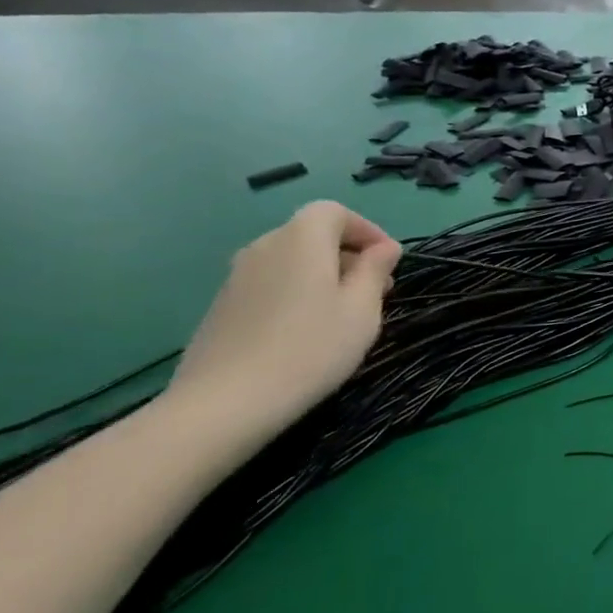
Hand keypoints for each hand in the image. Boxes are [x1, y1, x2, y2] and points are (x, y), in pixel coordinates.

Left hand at [168, 202, 400, 433]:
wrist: (227, 400)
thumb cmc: (311, 347)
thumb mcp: (362, 309)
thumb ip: (375, 270)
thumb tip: (385, 248)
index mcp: (301, 240)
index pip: (334, 212)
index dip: (366, 229)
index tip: (389, 261)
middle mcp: (264, 246)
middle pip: (312, 234)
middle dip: (348, 254)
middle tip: (376, 291)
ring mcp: (238, 276)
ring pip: (292, 260)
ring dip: (323, 275)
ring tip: (344, 313)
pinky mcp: (224, 304)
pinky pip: (272, 282)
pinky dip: (297, 292)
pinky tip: (307, 330)